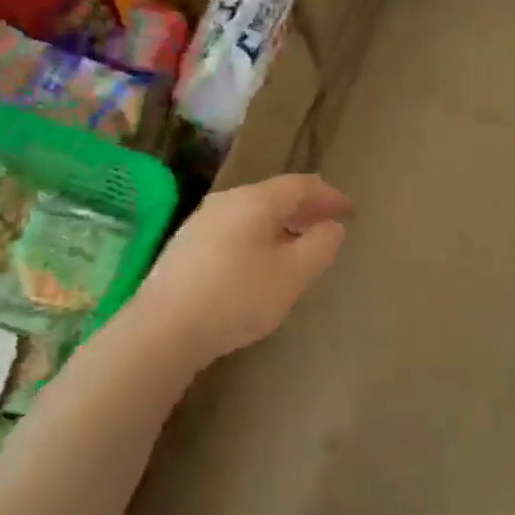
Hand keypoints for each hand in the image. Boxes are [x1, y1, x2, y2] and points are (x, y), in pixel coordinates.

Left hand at [135, 175, 351, 365]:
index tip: (351, 210)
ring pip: (253, 213)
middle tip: (330, 224)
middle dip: (306, 208)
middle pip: (275, 195)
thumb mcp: (293, 275)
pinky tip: (262, 261)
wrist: (163, 329)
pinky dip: (260, 236)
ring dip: (282, 223)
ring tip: (300, 244)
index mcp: (255, 201)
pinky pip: (235, 229)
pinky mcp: (186, 246)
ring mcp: (202, 222)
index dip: (330, 196)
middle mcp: (227, 201)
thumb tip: (332, 226)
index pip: (301, 186)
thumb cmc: (237, 297)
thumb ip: (320, 246)